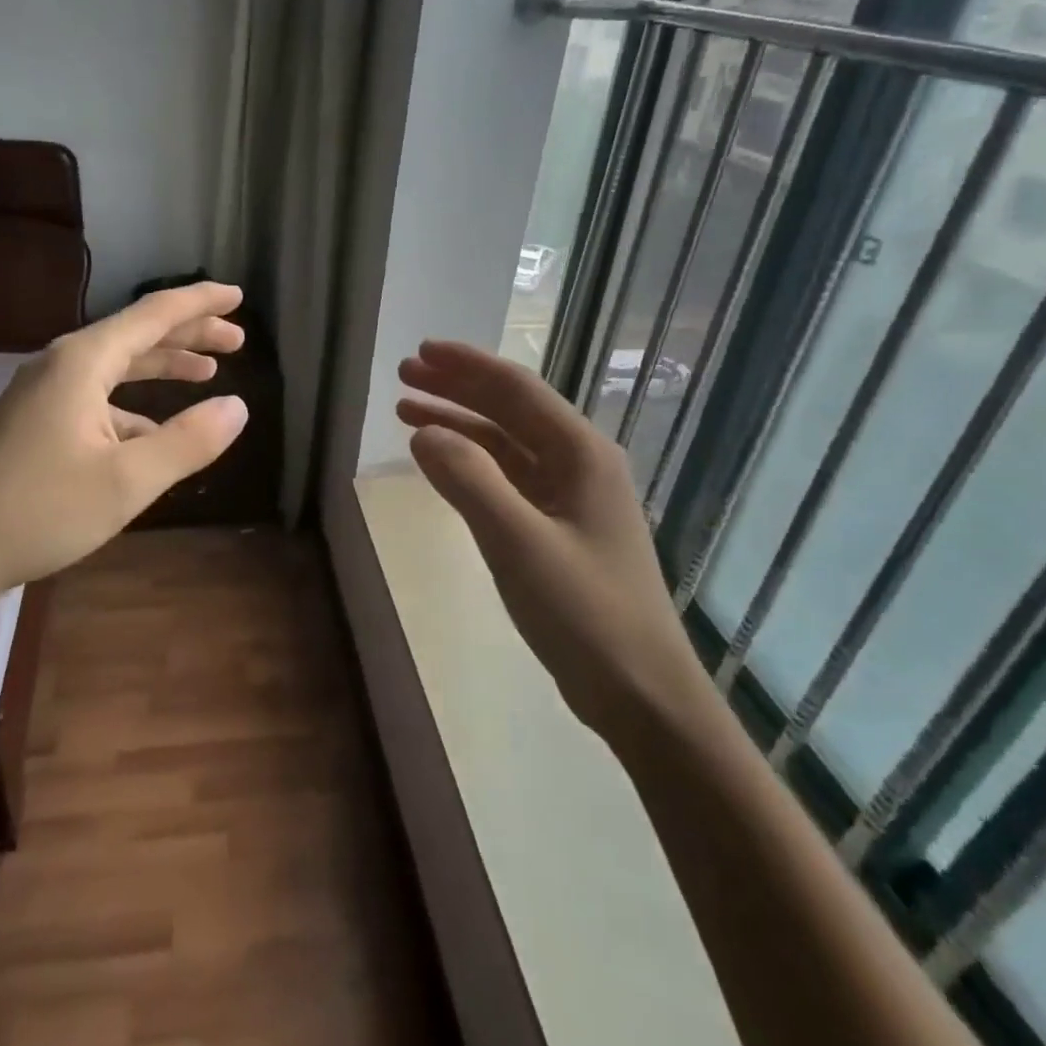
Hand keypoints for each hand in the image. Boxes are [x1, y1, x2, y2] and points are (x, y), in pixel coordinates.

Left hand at [0, 282, 249, 603]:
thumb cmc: (41, 510)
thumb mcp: (126, 481)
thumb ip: (188, 441)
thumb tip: (238, 407)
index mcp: (83, 362)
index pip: (154, 314)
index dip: (200, 302)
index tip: (240, 295)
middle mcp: (63, 365)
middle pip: (136, 335)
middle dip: (188, 334)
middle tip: (236, 341)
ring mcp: (45, 393)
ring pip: (117, 366)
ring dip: (162, 367)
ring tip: (206, 373)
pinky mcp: (36, 422)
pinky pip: (98, 398)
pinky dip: (135, 406)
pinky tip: (156, 432)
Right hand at [397, 340, 707, 738]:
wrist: (641, 693)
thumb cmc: (585, 614)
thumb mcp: (519, 543)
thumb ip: (469, 481)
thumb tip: (423, 431)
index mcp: (581, 454)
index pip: (516, 390)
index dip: (466, 365)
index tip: (419, 352)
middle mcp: (579, 464)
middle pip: (510, 410)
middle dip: (457, 388)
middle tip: (404, 376)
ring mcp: (570, 498)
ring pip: (506, 444)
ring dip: (459, 424)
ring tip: (407, 412)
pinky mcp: (559, 529)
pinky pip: (508, 479)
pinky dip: (472, 465)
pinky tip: (442, 464)